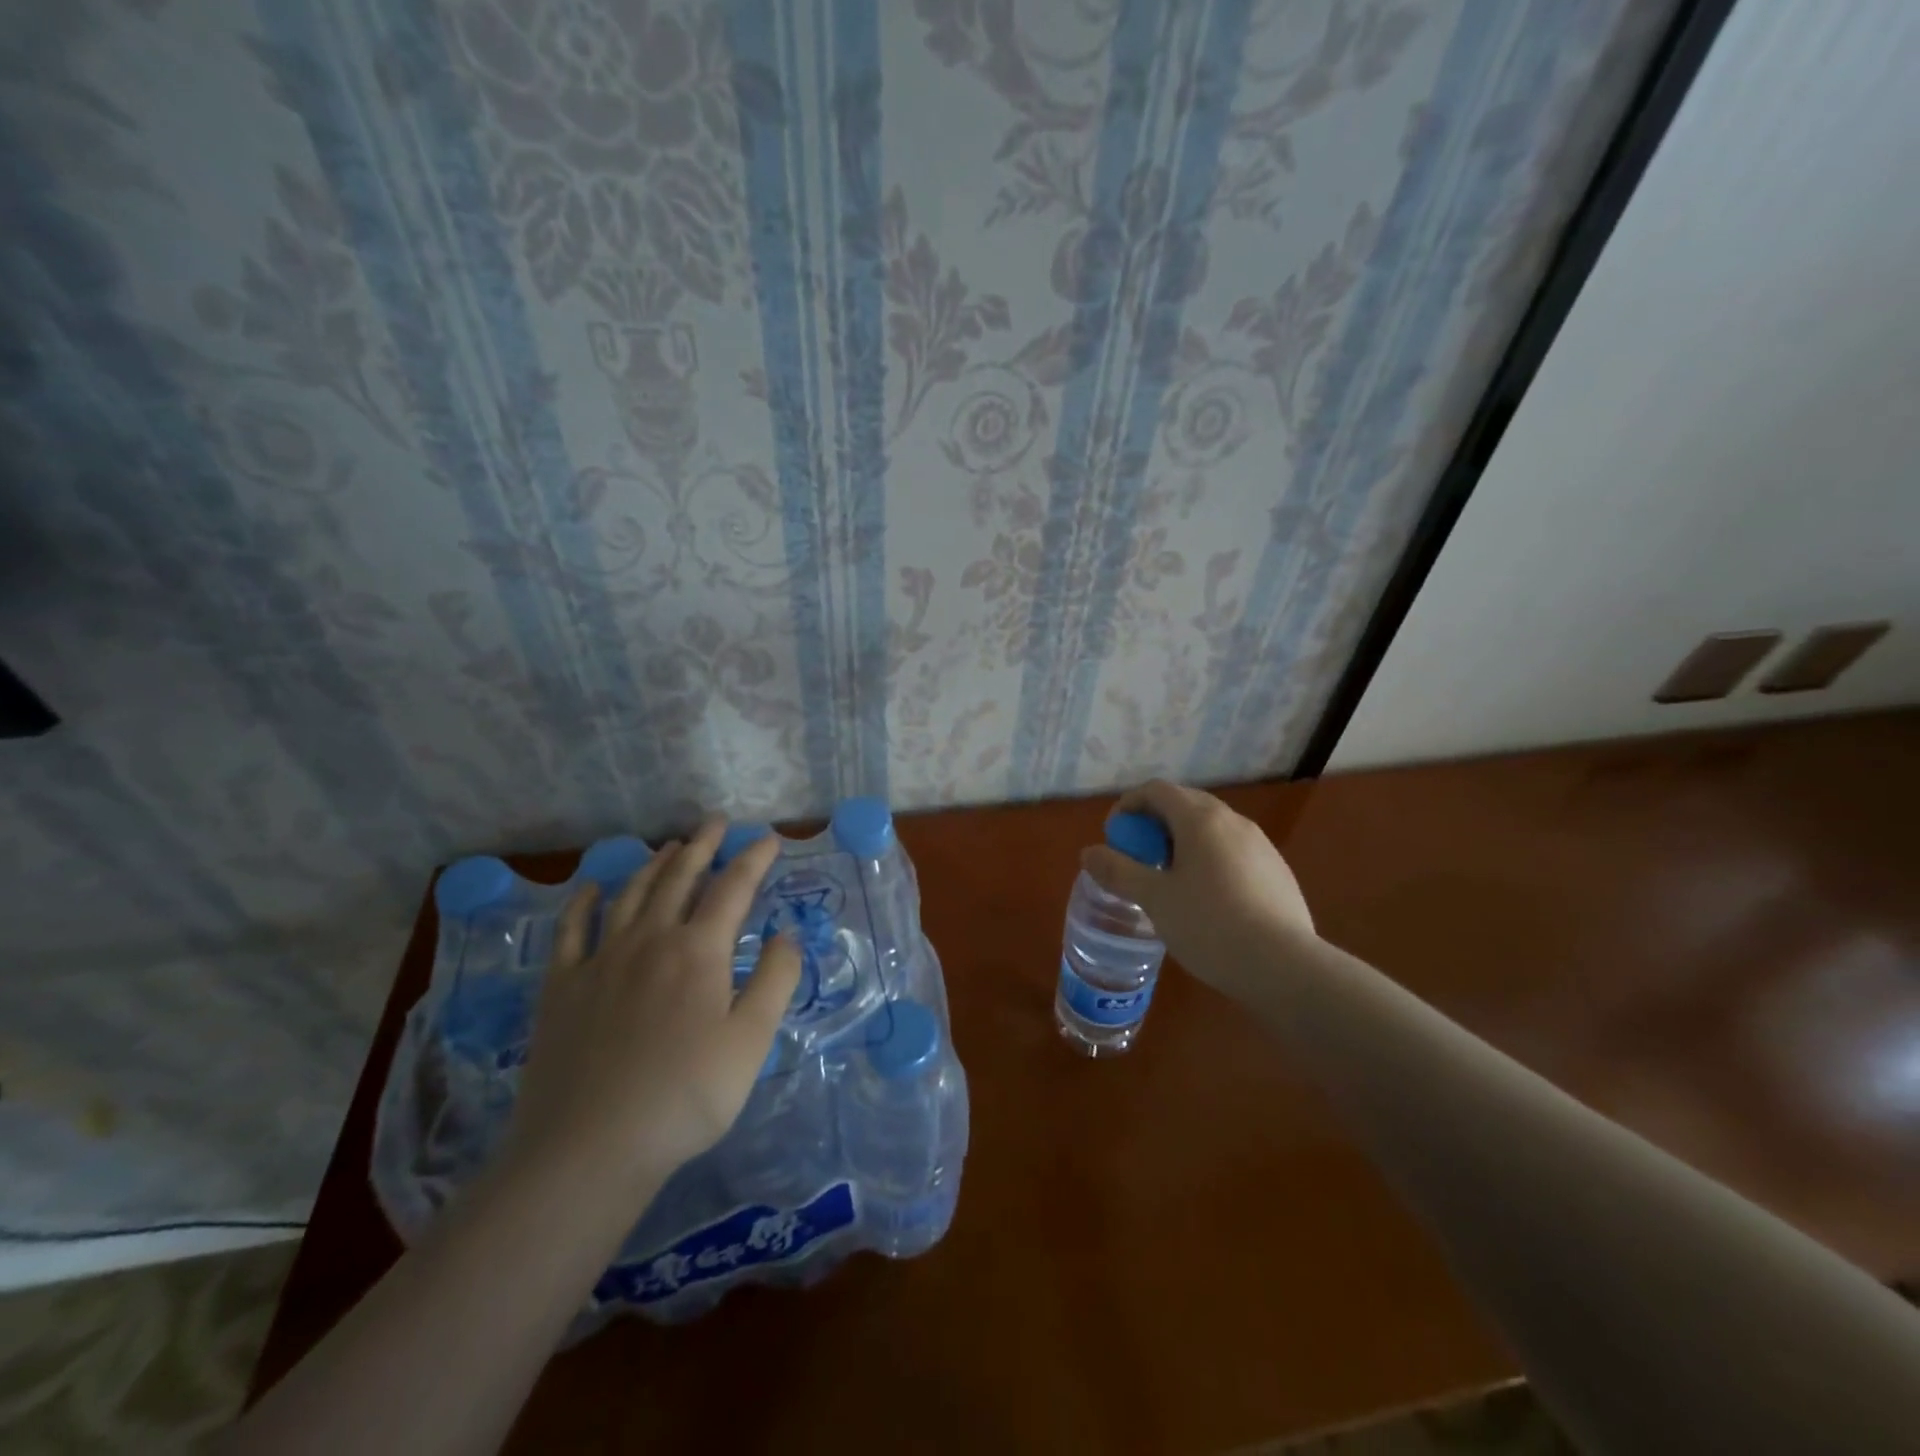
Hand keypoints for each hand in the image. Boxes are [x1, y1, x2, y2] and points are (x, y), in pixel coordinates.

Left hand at [500, 819, 800, 1203]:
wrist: (589, 1148)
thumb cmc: (685, 1096)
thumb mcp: (752, 1041)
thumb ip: (776, 980)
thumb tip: (787, 934)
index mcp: (698, 951)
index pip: (733, 888)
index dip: (753, 859)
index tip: (769, 838)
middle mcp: (650, 940)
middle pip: (679, 878)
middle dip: (702, 845)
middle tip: (715, 822)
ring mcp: (601, 960)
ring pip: (632, 894)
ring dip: (655, 864)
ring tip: (671, 846)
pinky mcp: (562, 987)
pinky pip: (572, 929)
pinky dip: (586, 902)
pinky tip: (593, 889)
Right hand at [1081, 780, 1316, 997]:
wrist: (1284, 966)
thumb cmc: (1209, 925)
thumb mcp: (1154, 899)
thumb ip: (1118, 871)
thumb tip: (1088, 853)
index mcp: (1200, 819)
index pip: (1157, 790)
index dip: (1129, 804)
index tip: (1115, 835)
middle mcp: (1233, 821)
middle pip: (1186, 804)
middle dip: (1155, 823)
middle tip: (1139, 857)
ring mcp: (1261, 844)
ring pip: (1212, 828)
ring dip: (1183, 841)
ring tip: (1170, 879)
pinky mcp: (1277, 870)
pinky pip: (1233, 850)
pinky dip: (1210, 859)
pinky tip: (1208, 899)